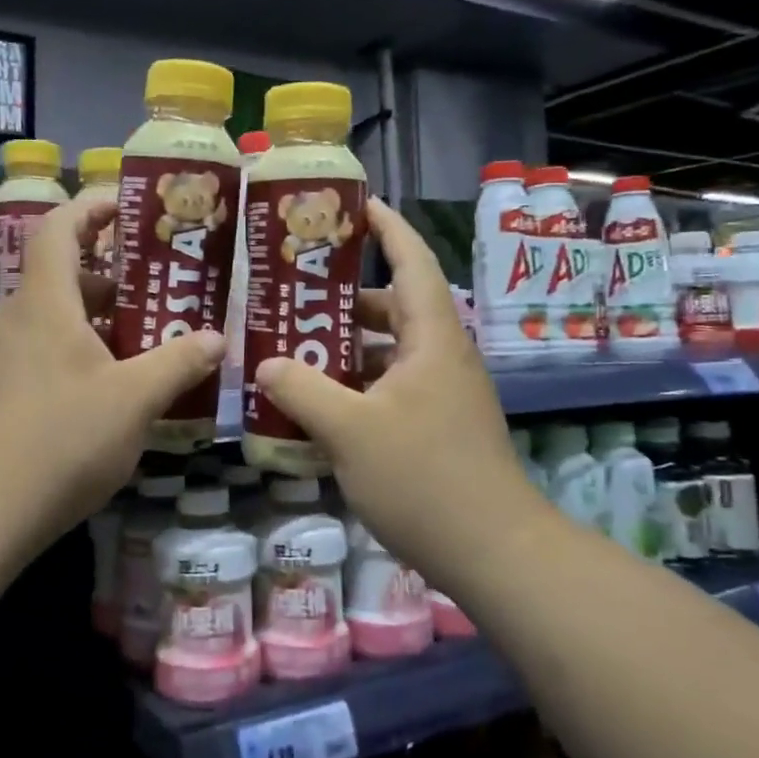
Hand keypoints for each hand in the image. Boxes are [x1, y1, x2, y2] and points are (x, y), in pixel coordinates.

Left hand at [0, 191, 225, 547]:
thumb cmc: (61, 439)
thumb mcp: (135, 399)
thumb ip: (178, 362)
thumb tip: (217, 338)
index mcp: (45, 303)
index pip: (60, 228)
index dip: (92, 207)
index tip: (129, 206)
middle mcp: (15, 320)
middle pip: (62, 277)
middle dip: (112, 277)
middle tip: (158, 290)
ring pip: (54, 320)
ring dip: (98, 322)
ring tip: (145, 342)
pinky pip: (41, 354)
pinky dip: (77, 354)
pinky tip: (109, 392)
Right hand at [252, 198, 531, 584]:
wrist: (493, 552)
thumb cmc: (424, 477)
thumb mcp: (350, 430)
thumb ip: (302, 390)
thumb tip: (265, 364)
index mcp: (431, 337)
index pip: (411, 261)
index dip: (386, 227)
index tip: (354, 205)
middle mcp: (440, 355)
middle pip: (392, 306)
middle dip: (344, 296)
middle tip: (293, 290)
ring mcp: (441, 393)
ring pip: (386, 352)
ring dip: (344, 347)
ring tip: (292, 346)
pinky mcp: (436, 426)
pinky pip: (388, 387)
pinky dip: (354, 385)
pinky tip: (316, 404)